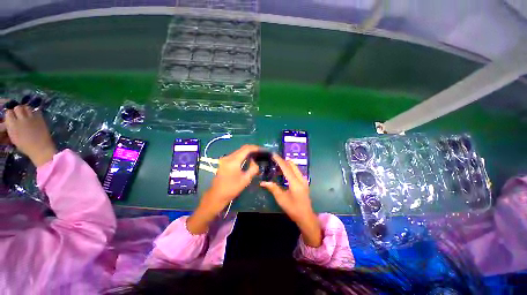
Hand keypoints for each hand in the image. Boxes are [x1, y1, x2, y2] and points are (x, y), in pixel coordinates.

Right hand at [4, 106, 56, 166]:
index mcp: (12, 125)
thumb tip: (9, 122)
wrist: (40, 149)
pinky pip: (36, 111)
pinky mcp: (40, 118)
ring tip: (27, 115)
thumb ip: (11, 127)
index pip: (8, 112)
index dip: (10, 114)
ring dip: (26, 110)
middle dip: (18, 110)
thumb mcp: (13, 137)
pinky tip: (34, 116)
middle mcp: (21, 119)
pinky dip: (35, 112)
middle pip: (18, 107)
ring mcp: (31, 118)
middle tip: (20, 115)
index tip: (12, 117)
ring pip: (27, 107)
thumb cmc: (25, 146)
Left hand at [187, 145, 259, 233]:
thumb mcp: (246, 179)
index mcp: (233, 161)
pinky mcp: (223, 162)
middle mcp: (228, 157)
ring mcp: (224, 159)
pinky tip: (247, 159)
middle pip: (242, 149)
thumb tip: (254, 161)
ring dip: (247, 152)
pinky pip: (235, 155)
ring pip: (238, 151)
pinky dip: (242, 155)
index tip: (262, 150)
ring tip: (255, 155)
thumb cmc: (232, 188)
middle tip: (260, 153)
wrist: (217, 195)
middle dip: (252, 149)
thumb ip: (253, 168)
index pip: (246, 149)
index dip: (255, 148)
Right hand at [261, 154, 321, 246]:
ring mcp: (304, 179)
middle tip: (274, 160)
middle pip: (292, 165)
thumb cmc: (293, 209)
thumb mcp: (281, 199)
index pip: (286, 168)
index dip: (279, 160)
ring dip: (287, 164)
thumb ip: (273, 188)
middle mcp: (301, 178)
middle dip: (283, 161)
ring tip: (277, 165)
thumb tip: (262, 182)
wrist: (306, 216)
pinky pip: (296, 171)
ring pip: (295, 167)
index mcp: (295, 183)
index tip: (273, 155)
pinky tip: (283, 172)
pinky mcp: (304, 181)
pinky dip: (290, 168)